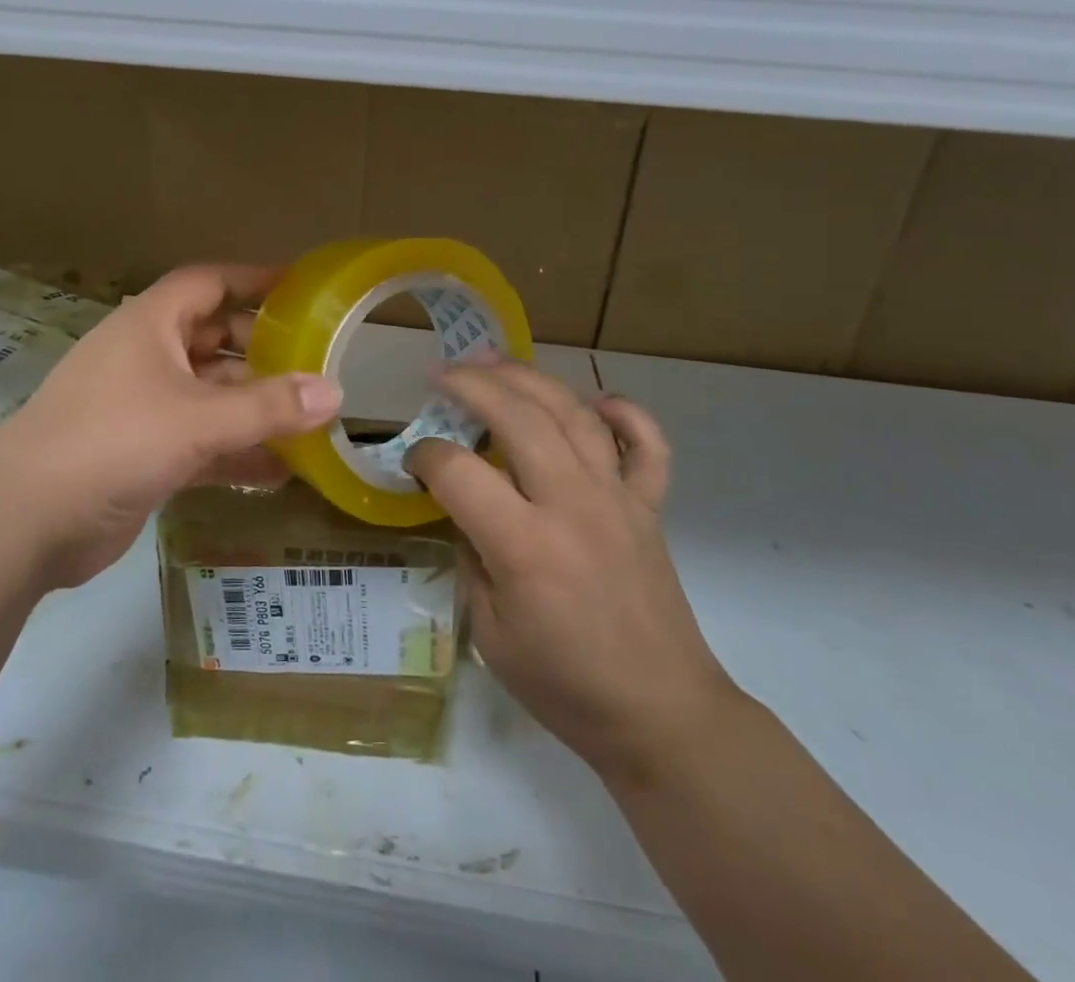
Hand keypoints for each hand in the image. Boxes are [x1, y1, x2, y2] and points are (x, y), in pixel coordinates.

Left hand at [0, 264, 341, 587]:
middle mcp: (145, 358)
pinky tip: (278, 472)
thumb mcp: (198, 418)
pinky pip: (199, 442)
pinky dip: (234, 452)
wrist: (24, 521)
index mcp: (149, 325)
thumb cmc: (112, 441)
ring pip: (209, 396)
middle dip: (262, 351)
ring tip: (310, 420)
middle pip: (213, 341)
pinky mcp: (140, 454)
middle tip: (315, 362)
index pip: (208, 283)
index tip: (300, 288)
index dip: (252, 280)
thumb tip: (334, 392)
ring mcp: (141, 408)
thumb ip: (268, 406)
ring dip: (253, 408)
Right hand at [407, 358, 735, 783]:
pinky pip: (646, 445)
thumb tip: (463, 508)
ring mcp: (618, 499)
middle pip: (518, 417)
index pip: (459, 472)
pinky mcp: (650, 507)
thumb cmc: (564, 685)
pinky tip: (596, 400)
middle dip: (471, 385)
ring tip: (493, 360)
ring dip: (529, 378)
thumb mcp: (488, 633)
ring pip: (573, 413)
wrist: (661, 715)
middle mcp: (572, 506)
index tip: (413, 460)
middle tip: (441, 373)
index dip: (425, 456)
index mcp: (524, 546)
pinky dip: (624, 413)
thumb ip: (470, 558)